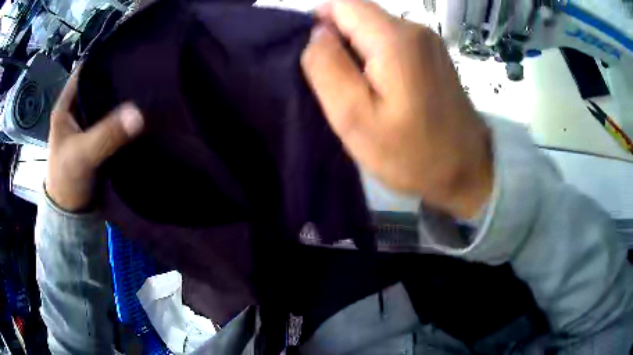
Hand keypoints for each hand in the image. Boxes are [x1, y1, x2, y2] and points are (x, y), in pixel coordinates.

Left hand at [46, 69, 143, 211]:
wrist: (71, 215)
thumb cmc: (67, 180)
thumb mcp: (83, 155)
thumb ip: (107, 134)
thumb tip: (139, 113)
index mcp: (66, 105)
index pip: (87, 69)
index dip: (105, 57)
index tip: (130, 49)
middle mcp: (76, 109)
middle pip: (98, 83)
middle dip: (118, 74)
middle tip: (145, 66)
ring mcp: (87, 124)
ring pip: (106, 101)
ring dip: (122, 95)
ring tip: (148, 84)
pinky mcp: (96, 138)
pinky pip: (112, 119)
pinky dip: (123, 115)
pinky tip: (141, 109)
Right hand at [301, 0, 492, 218]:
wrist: (467, 173)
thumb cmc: (411, 154)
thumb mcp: (354, 117)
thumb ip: (327, 66)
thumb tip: (317, 33)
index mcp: (395, 38)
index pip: (342, 4)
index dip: (320, 24)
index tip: (321, 61)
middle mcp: (416, 29)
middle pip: (359, 15)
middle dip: (340, 42)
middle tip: (342, 86)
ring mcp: (430, 42)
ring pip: (375, 30)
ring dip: (359, 54)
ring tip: (363, 93)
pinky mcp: (435, 56)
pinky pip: (394, 44)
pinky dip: (379, 60)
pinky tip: (385, 92)